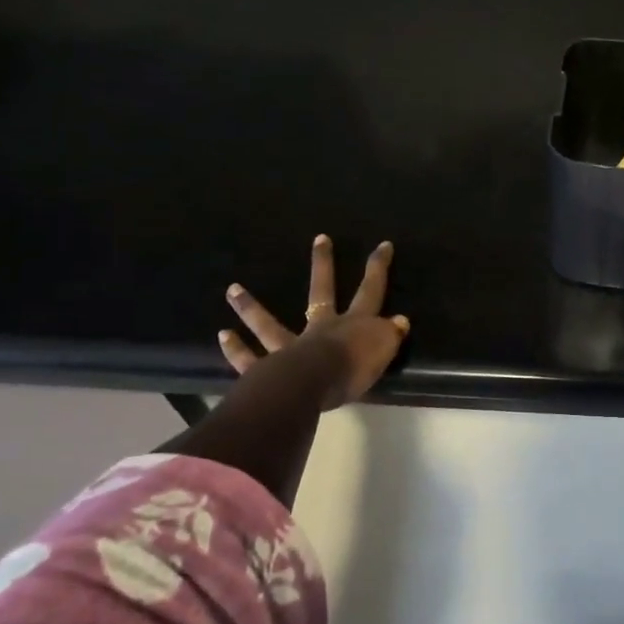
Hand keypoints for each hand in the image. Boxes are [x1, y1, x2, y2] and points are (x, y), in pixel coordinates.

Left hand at [219, 235, 409, 409]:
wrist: (313, 384)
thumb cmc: (352, 367)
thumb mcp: (383, 350)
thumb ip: (390, 334)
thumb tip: (399, 321)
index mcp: (352, 324)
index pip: (370, 291)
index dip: (378, 268)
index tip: (382, 244)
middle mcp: (320, 328)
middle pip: (321, 291)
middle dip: (323, 264)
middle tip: (320, 239)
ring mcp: (290, 347)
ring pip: (268, 324)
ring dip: (250, 307)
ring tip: (232, 289)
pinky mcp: (268, 369)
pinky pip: (249, 359)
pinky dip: (236, 349)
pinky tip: (224, 335)